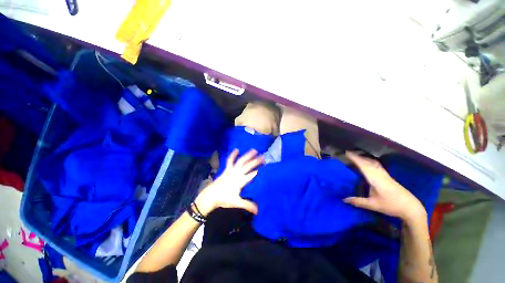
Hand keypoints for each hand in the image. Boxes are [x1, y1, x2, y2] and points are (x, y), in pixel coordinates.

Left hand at [195, 149, 262, 215]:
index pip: (251, 175)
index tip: (265, 166)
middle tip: (263, 157)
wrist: (210, 195)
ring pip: (241, 161)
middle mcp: (237, 174)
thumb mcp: (236, 202)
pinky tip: (236, 150)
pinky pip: (230, 161)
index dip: (257, 171)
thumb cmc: (223, 199)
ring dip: (247, 155)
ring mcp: (231, 170)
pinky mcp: (227, 169)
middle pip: (248, 166)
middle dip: (256, 161)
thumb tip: (258, 210)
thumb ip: (247, 205)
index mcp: (240, 182)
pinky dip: (233, 155)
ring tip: (254, 150)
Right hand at [343, 152, 426, 221]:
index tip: (347, 153)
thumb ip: (358, 201)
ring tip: (356, 156)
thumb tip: (344, 199)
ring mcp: (385, 175)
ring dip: (365, 158)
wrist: (411, 208)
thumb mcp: (373, 205)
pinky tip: (369, 163)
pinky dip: (370, 161)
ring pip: (374, 163)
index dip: (355, 159)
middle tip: (348, 153)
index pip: (363, 166)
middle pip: (368, 162)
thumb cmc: (392, 206)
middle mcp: (380, 174)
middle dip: (358, 156)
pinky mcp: (388, 177)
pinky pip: (377, 165)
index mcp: (375, 179)